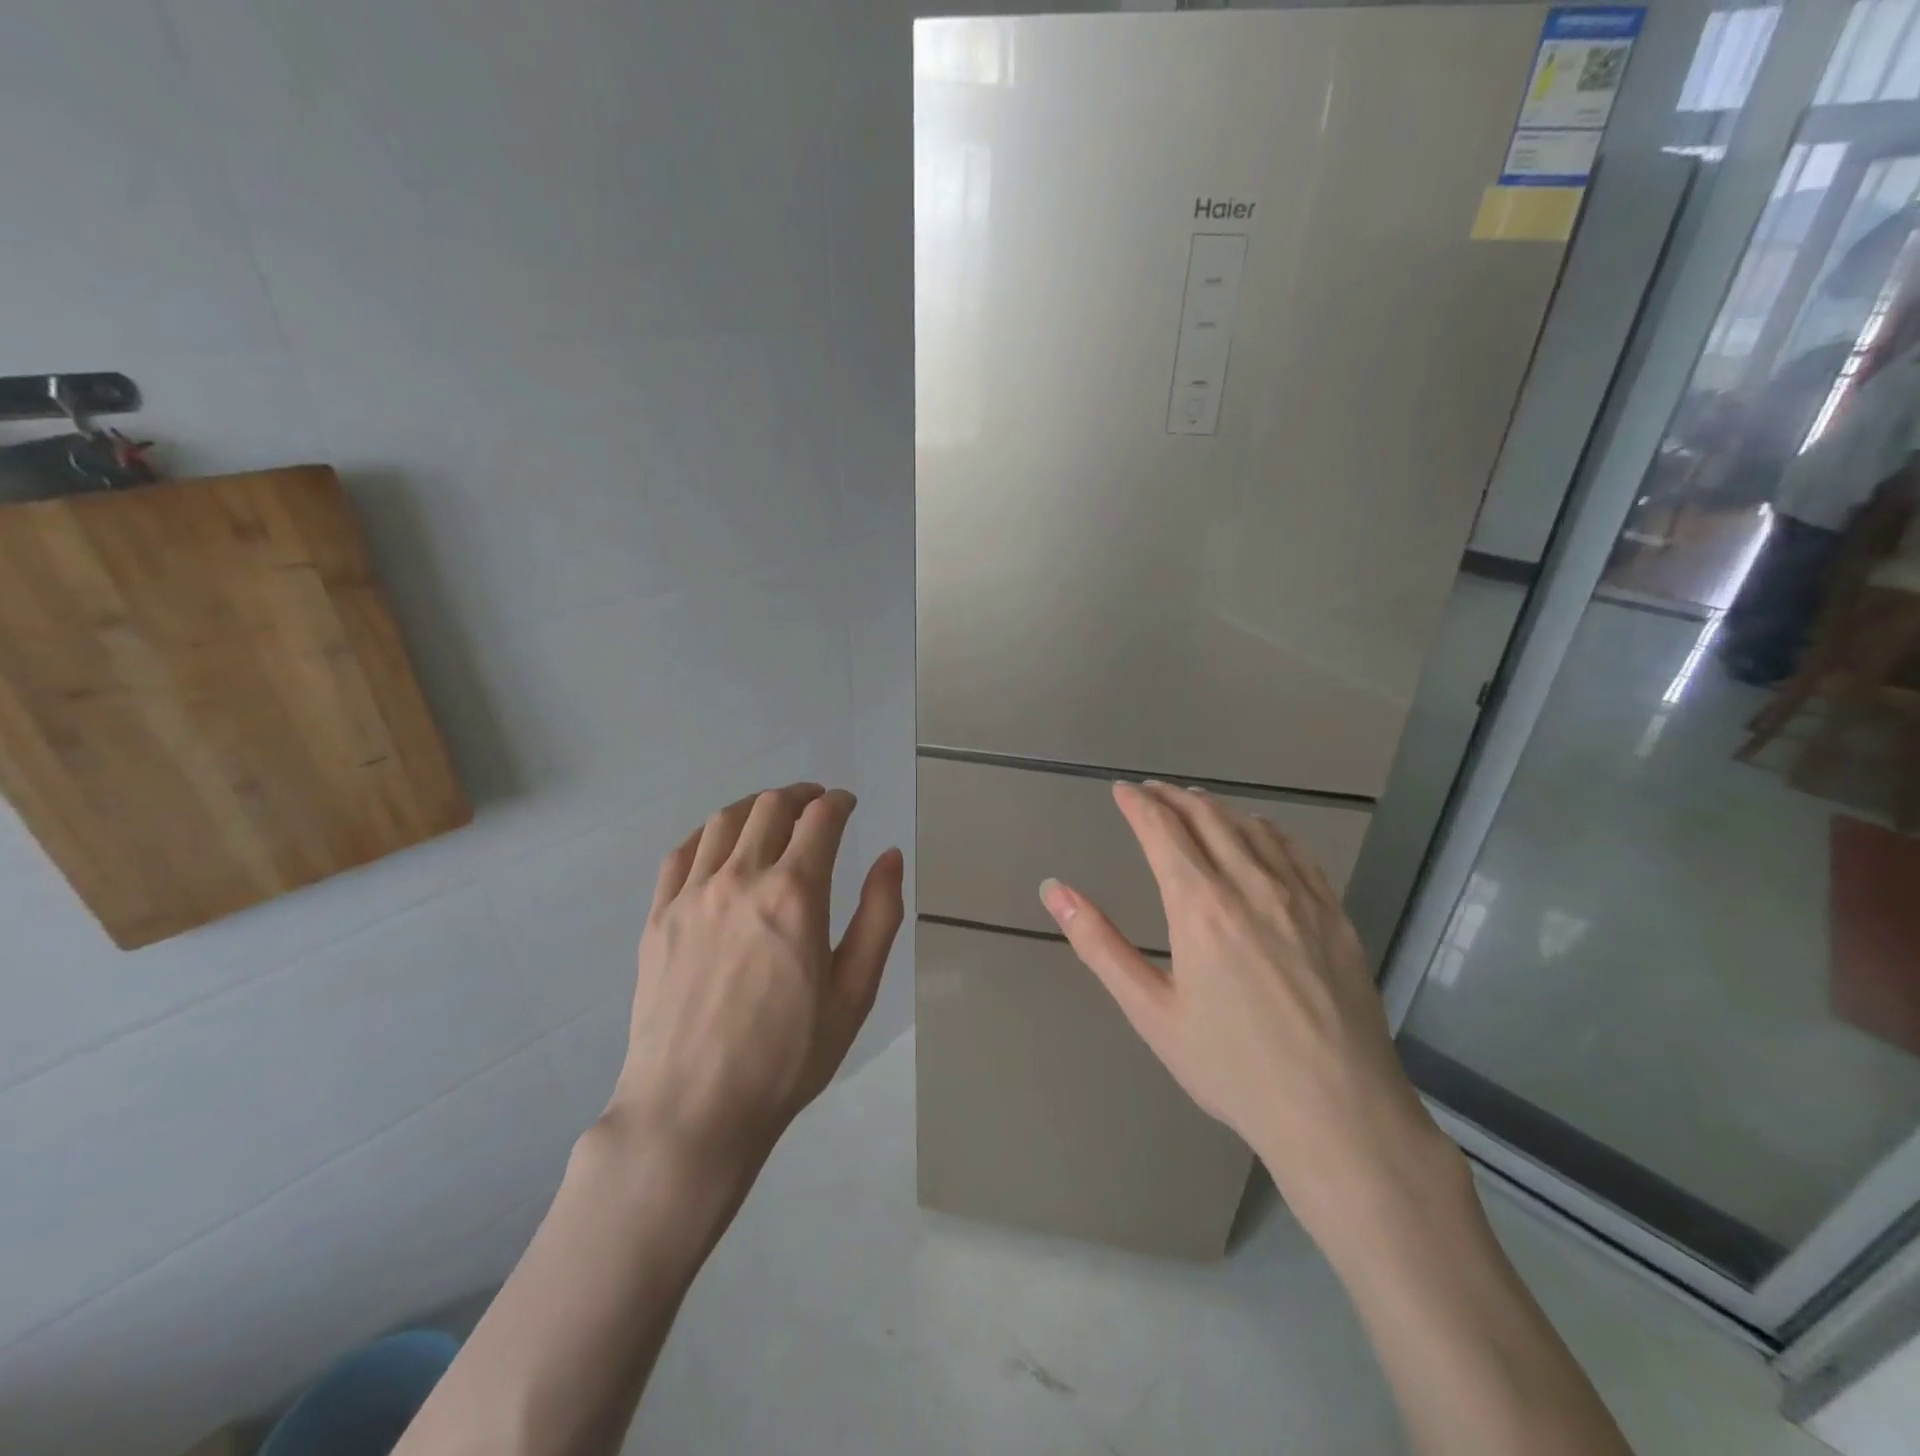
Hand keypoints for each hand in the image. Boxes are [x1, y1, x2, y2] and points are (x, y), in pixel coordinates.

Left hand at [607, 783, 904, 1169]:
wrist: (693, 1110)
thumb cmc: (787, 1057)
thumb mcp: (854, 993)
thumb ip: (879, 916)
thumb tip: (891, 856)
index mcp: (796, 894)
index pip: (821, 819)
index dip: (839, 802)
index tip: (848, 804)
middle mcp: (742, 878)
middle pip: (771, 807)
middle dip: (801, 795)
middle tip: (816, 804)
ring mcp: (692, 895)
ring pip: (723, 820)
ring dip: (755, 807)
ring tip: (771, 816)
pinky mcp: (659, 917)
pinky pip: (681, 853)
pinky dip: (707, 834)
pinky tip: (718, 846)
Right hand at [1039, 782, 1447, 1235]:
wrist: (1339, 1115)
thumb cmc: (1232, 1068)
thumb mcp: (1151, 1012)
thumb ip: (1100, 944)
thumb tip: (1054, 890)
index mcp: (1199, 906)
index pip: (1162, 829)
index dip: (1138, 803)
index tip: (1122, 790)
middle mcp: (1250, 884)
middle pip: (1206, 817)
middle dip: (1172, 796)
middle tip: (1150, 791)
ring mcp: (1300, 895)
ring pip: (1252, 827)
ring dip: (1216, 807)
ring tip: (1195, 804)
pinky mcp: (1335, 913)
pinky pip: (1296, 851)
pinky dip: (1266, 830)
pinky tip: (1259, 834)